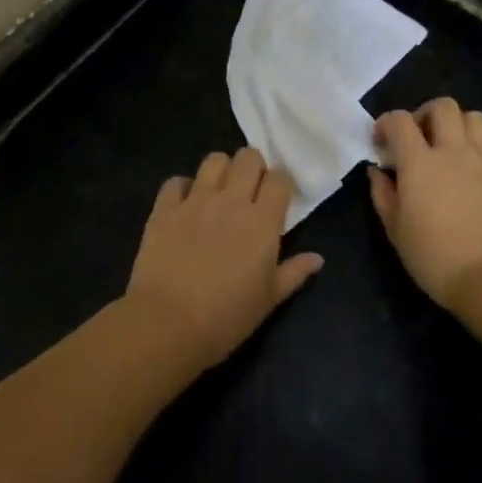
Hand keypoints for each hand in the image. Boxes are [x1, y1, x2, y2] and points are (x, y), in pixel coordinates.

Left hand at [124, 148, 324, 370]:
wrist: (167, 324)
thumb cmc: (226, 317)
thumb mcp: (269, 300)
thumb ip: (294, 273)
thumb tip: (317, 258)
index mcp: (262, 222)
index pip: (279, 179)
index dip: (280, 184)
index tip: (277, 199)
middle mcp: (231, 201)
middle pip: (248, 158)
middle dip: (253, 167)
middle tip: (249, 190)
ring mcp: (195, 201)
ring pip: (214, 160)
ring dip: (221, 170)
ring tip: (218, 191)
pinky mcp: (164, 209)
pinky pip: (176, 181)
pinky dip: (183, 188)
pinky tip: (184, 205)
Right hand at [369, 98, 481, 312]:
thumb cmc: (433, 257)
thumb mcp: (395, 229)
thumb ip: (382, 194)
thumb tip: (378, 171)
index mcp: (419, 162)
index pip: (399, 120)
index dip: (386, 123)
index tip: (382, 143)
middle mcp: (454, 151)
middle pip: (443, 106)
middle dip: (426, 115)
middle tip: (420, 138)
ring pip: (477, 119)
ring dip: (461, 126)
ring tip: (454, 148)